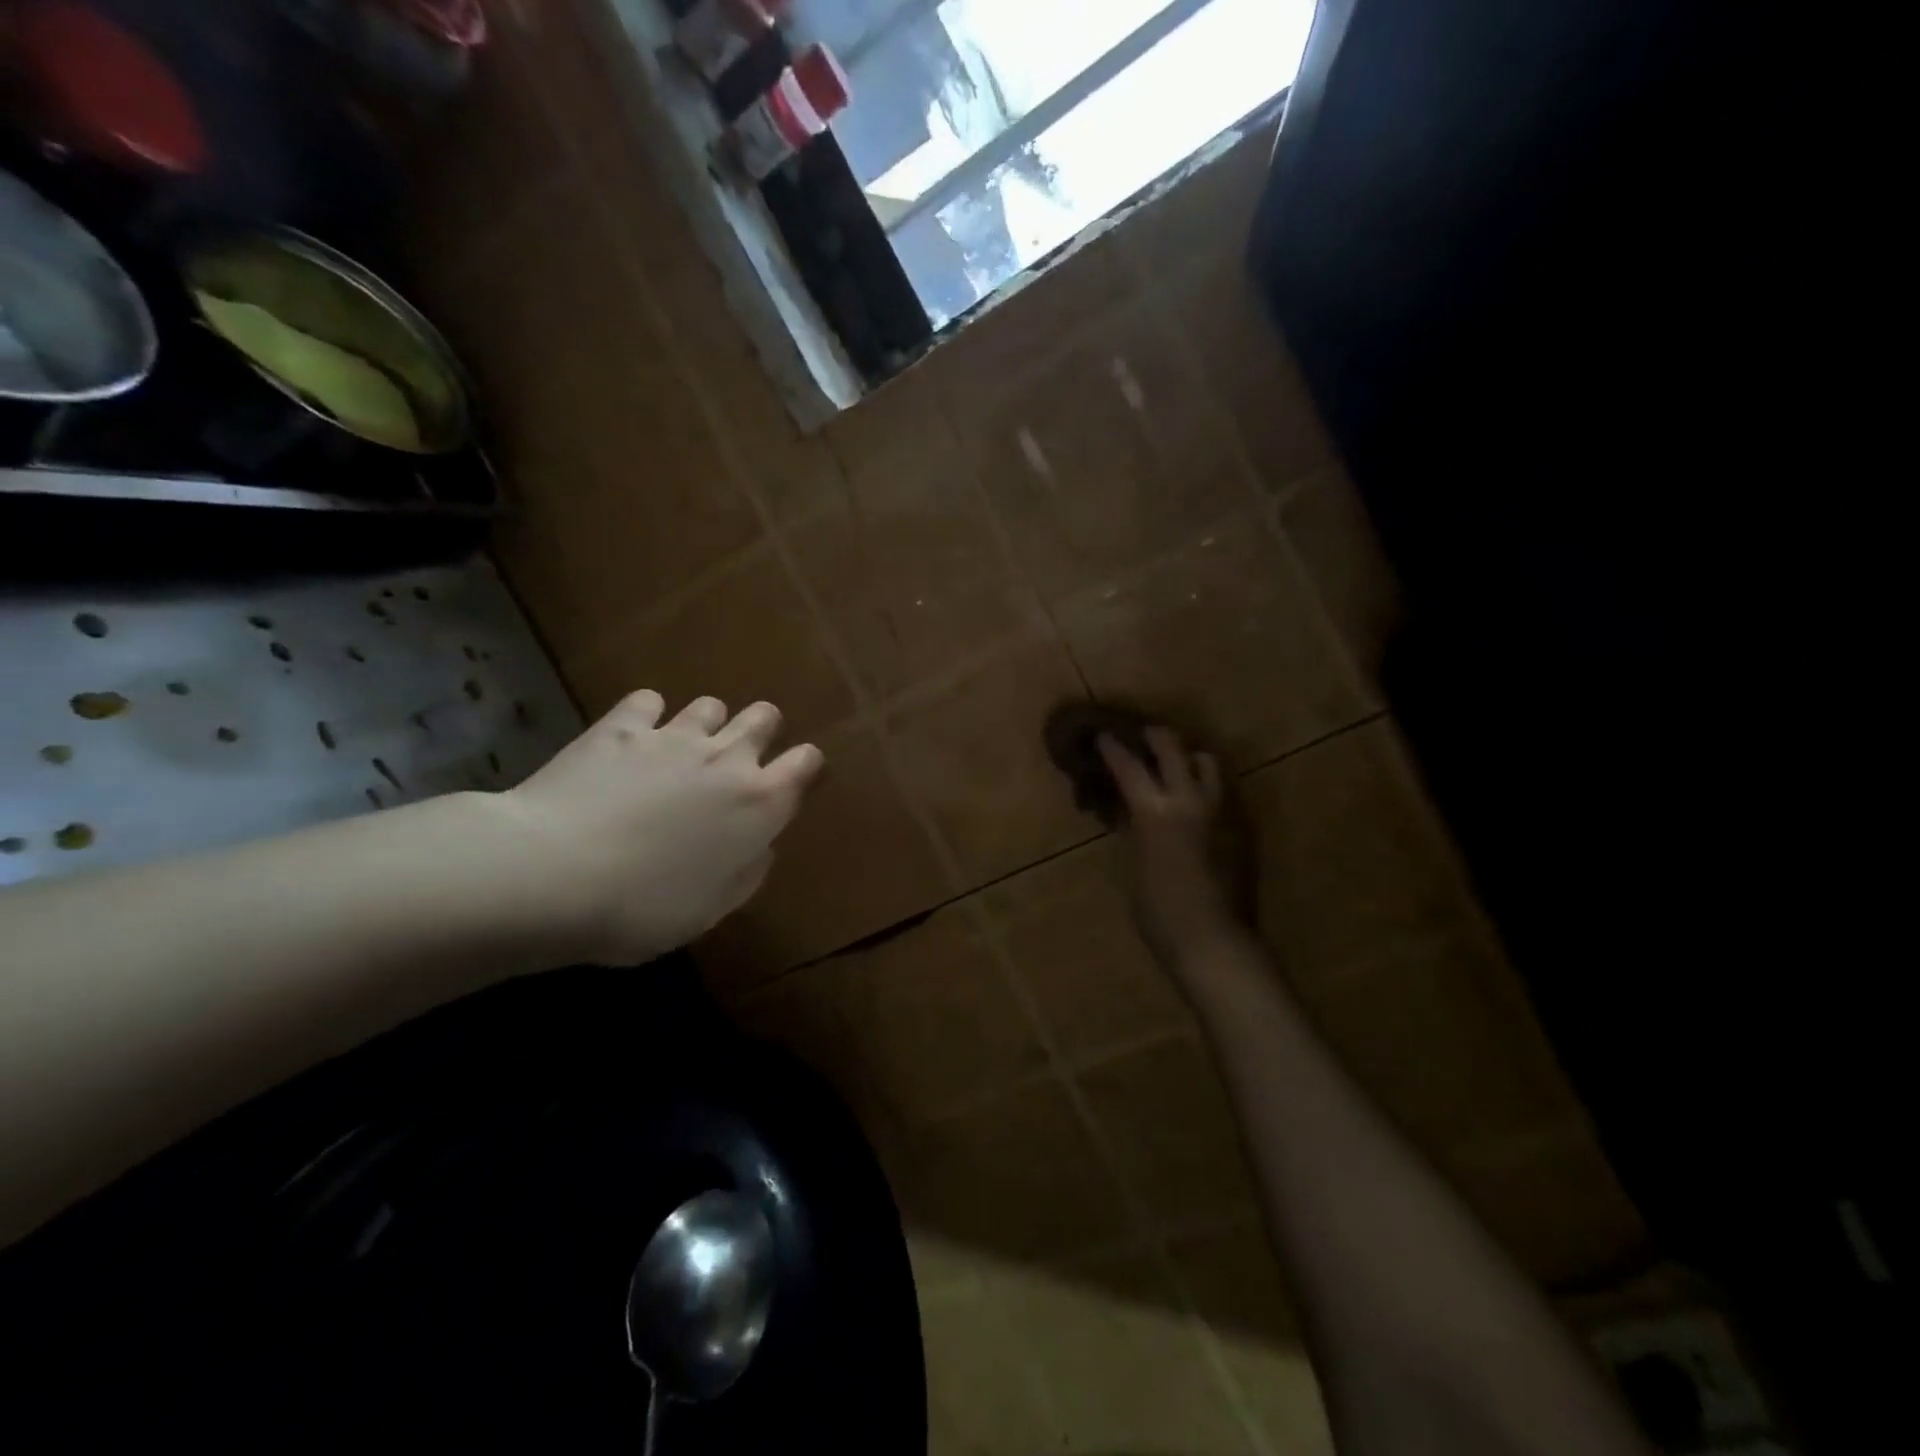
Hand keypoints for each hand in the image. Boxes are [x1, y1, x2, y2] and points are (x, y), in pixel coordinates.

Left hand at [495, 691, 823, 964]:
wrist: (551, 876)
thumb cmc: (643, 908)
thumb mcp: (711, 910)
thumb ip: (747, 872)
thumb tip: (761, 846)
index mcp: (760, 802)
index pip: (807, 762)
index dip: (805, 767)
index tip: (793, 782)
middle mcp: (727, 758)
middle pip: (765, 716)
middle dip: (761, 731)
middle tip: (737, 760)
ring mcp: (673, 736)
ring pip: (711, 705)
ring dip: (707, 725)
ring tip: (683, 751)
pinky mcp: (621, 727)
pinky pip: (649, 701)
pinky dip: (647, 716)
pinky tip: (632, 739)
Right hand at [1100, 727, 1250, 970]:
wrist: (1212, 939)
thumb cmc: (1157, 910)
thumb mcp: (1131, 865)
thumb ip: (1129, 828)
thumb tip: (1125, 807)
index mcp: (1154, 810)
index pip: (1129, 765)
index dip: (1113, 748)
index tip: (1103, 736)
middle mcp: (1190, 799)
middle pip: (1173, 746)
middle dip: (1155, 736)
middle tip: (1142, 738)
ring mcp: (1220, 810)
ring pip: (1207, 761)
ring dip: (1188, 755)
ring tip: (1175, 765)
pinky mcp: (1240, 825)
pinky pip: (1221, 790)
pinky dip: (1204, 785)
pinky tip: (1194, 802)